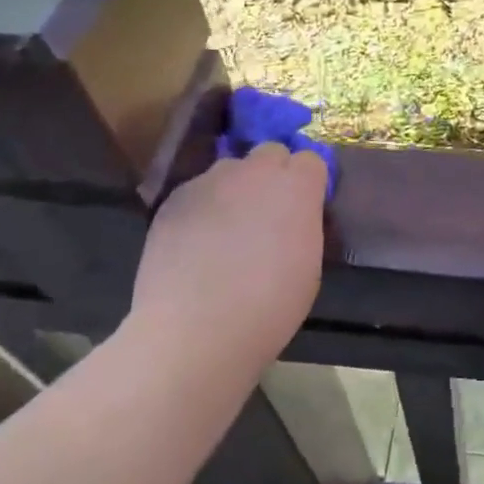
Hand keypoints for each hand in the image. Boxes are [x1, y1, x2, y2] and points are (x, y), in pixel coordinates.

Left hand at [125, 143, 327, 366]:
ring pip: (230, 170)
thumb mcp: (309, 263)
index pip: (310, 160)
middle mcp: (254, 171)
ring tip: (226, 230)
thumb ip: (303, 224)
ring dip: (235, 189)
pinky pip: (197, 192)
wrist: (195, 330)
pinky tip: (196, 244)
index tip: (303, 209)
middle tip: (267, 214)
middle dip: (272, 175)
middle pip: (270, 153)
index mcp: (296, 186)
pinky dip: (202, 209)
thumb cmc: (269, 306)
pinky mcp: (174, 199)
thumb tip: (292, 217)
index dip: (307, 184)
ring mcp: (210, 181)